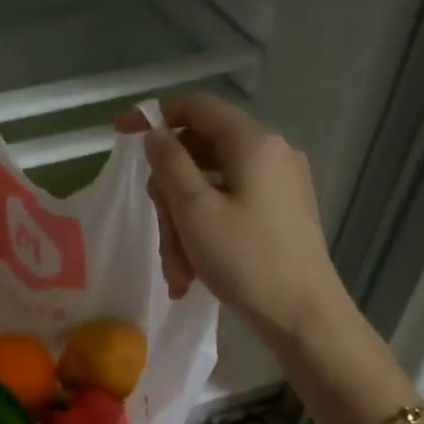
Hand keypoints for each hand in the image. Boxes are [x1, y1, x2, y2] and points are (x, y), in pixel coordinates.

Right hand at [118, 95, 352, 348]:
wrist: (303, 316)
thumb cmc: (245, 261)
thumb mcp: (195, 211)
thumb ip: (169, 164)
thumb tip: (156, 134)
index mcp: (253, 143)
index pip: (197, 107)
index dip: (156, 116)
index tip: (120, 133)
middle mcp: (271, 154)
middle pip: (199, 155)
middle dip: (170, 198)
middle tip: (161, 238)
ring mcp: (279, 184)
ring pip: (211, 189)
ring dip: (184, 227)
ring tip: (179, 272)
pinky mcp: (281, 212)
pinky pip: (230, 208)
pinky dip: (206, 234)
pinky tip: (194, 274)